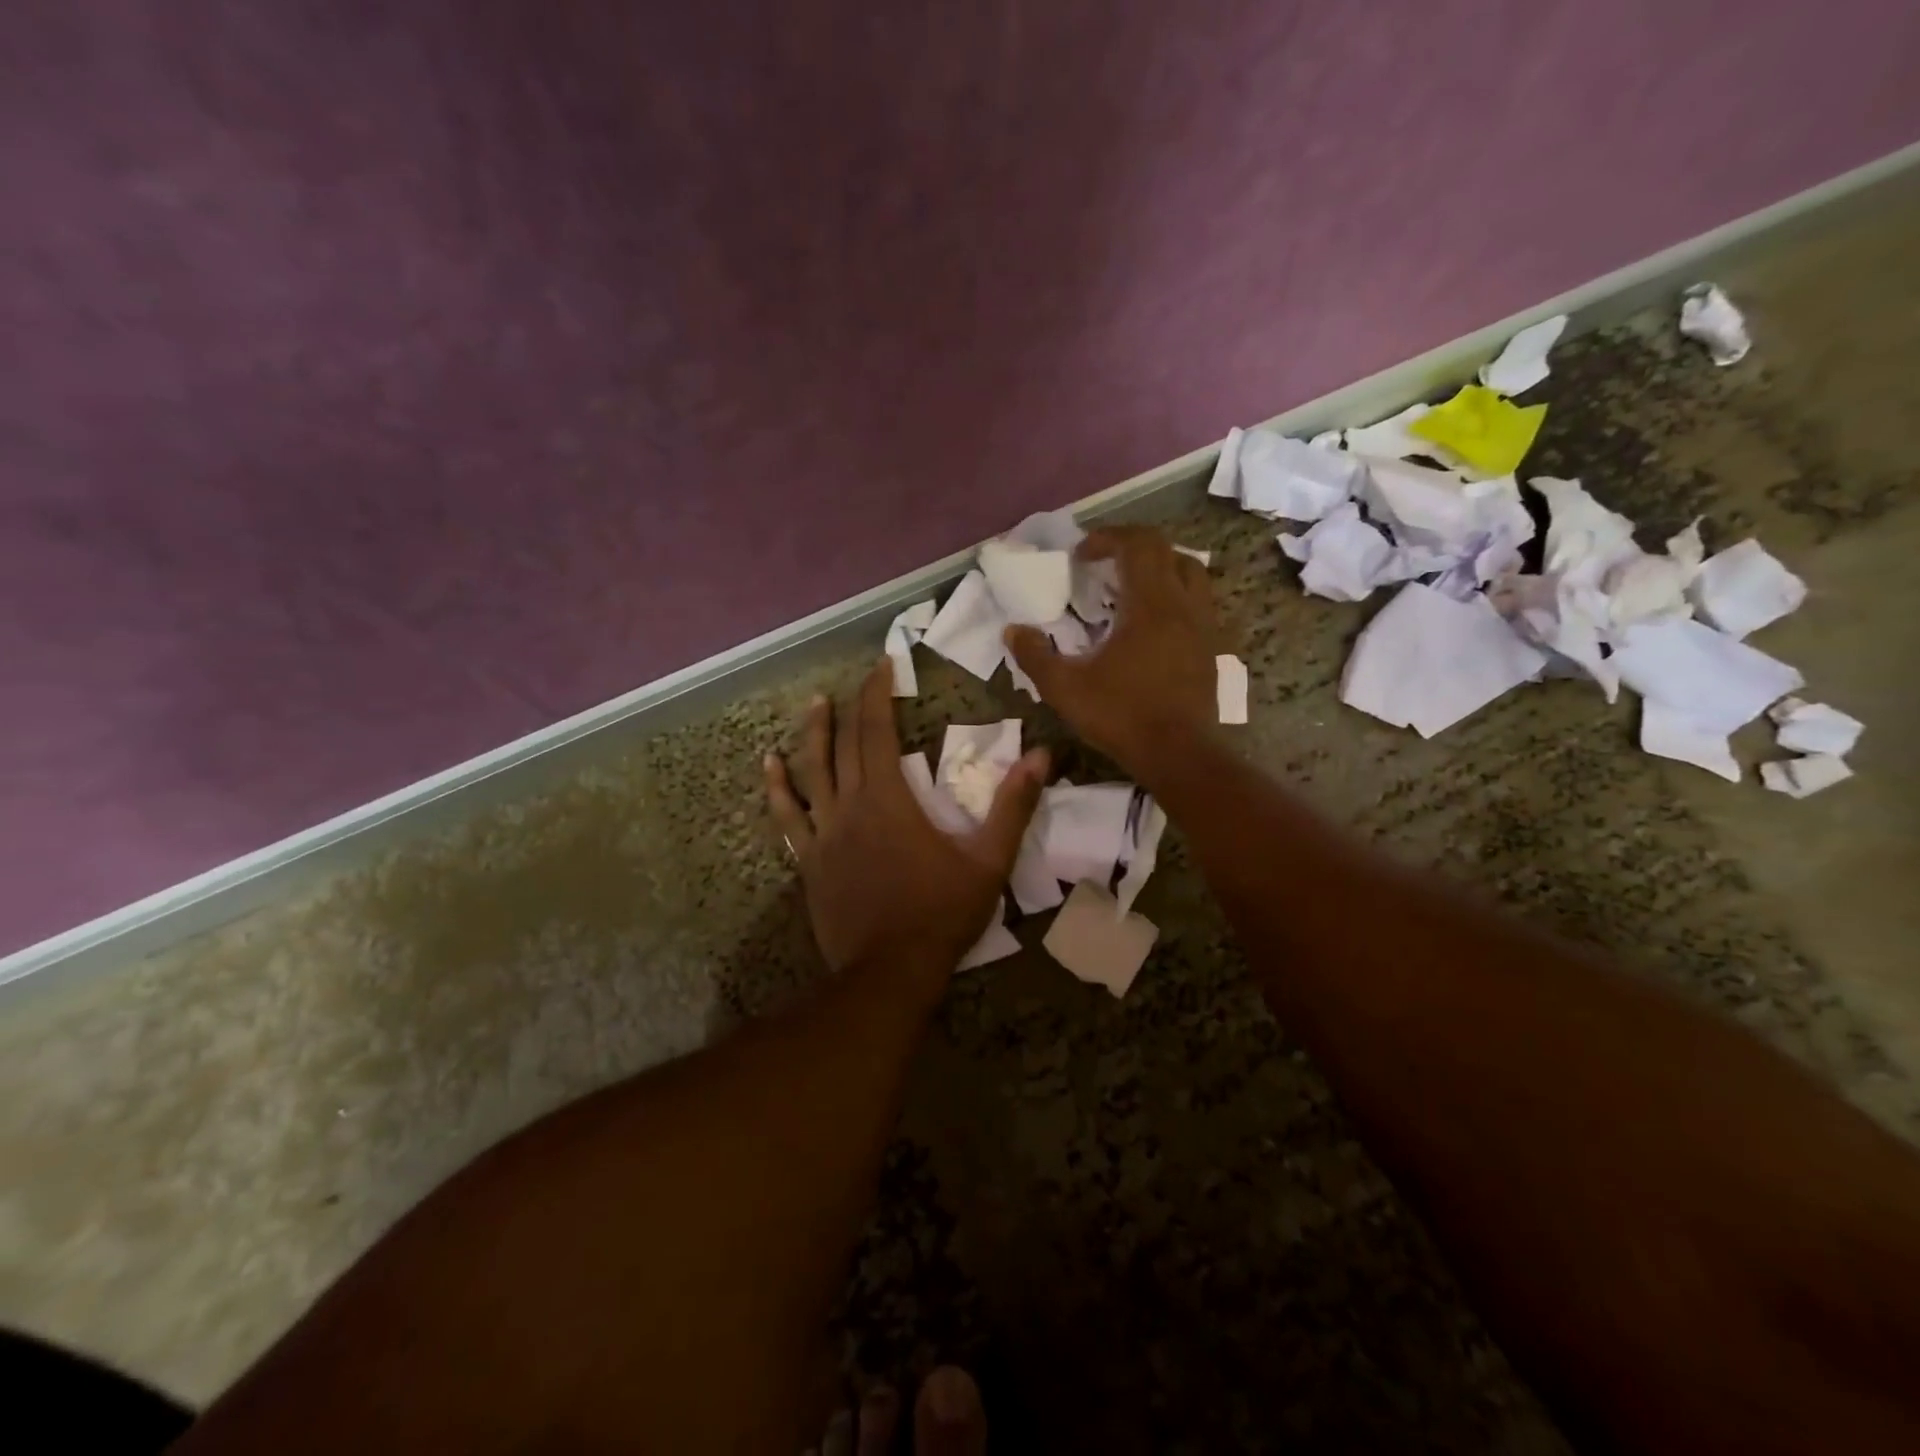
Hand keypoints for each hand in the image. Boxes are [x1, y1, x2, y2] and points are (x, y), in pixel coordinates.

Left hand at [765, 661, 1046, 974]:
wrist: (889, 972)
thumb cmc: (941, 914)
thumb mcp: (988, 861)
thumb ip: (1013, 806)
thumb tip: (1042, 755)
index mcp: (890, 799)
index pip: (878, 731)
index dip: (878, 694)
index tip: (882, 665)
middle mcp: (850, 806)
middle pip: (846, 745)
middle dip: (853, 707)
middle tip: (858, 678)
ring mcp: (823, 834)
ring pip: (811, 773)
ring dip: (812, 736)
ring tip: (813, 705)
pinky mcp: (809, 861)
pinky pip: (788, 817)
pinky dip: (778, 789)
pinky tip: (768, 768)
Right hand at [1004, 525, 1218, 782]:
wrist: (1178, 754)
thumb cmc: (1121, 716)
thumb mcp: (1065, 688)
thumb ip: (1034, 656)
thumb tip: (1012, 630)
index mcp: (1150, 604)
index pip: (1137, 544)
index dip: (1107, 539)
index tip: (1080, 556)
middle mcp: (1183, 604)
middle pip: (1165, 549)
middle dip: (1131, 546)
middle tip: (1101, 564)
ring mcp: (1203, 625)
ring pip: (1190, 572)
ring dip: (1158, 567)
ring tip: (1129, 587)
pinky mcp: (1211, 647)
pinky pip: (1197, 601)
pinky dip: (1174, 595)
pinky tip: (1151, 623)